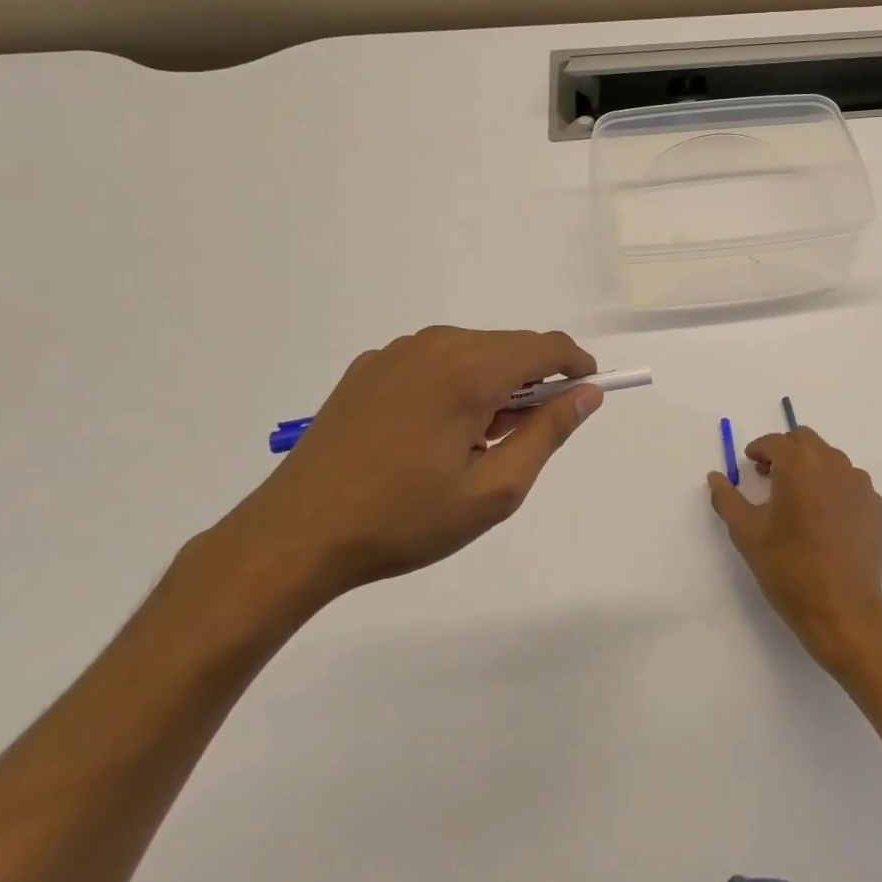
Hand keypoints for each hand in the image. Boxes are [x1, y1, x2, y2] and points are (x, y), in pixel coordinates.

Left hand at [224, 327, 602, 598]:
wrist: (294, 535)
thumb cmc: (403, 520)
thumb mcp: (494, 490)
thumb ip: (548, 433)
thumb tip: (587, 394)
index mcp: (471, 371)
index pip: (548, 347)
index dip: (576, 365)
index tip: (585, 393)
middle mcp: (438, 345)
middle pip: (512, 346)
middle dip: (533, 381)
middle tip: (522, 437)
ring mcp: (399, 352)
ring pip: (474, 350)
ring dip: (493, 382)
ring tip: (473, 441)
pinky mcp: (370, 366)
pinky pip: (435, 359)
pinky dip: (454, 382)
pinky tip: (431, 432)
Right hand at [707, 427, 881, 672]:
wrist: (842, 610)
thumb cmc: (789, 569)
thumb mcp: (747, 534)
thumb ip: (727, 499)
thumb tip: (715, 476)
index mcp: (799, 464)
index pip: (775, 442)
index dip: (759, 450)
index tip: (750, 465)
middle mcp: (832, 463)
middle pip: (805, 440)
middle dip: (785, 451)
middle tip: (770, 477)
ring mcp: (858, 482)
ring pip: (829, 458)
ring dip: (810, 466)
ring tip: (798, 498)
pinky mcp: (874, 503)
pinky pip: (849, 481)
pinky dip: (833, 486)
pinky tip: (824, 516)